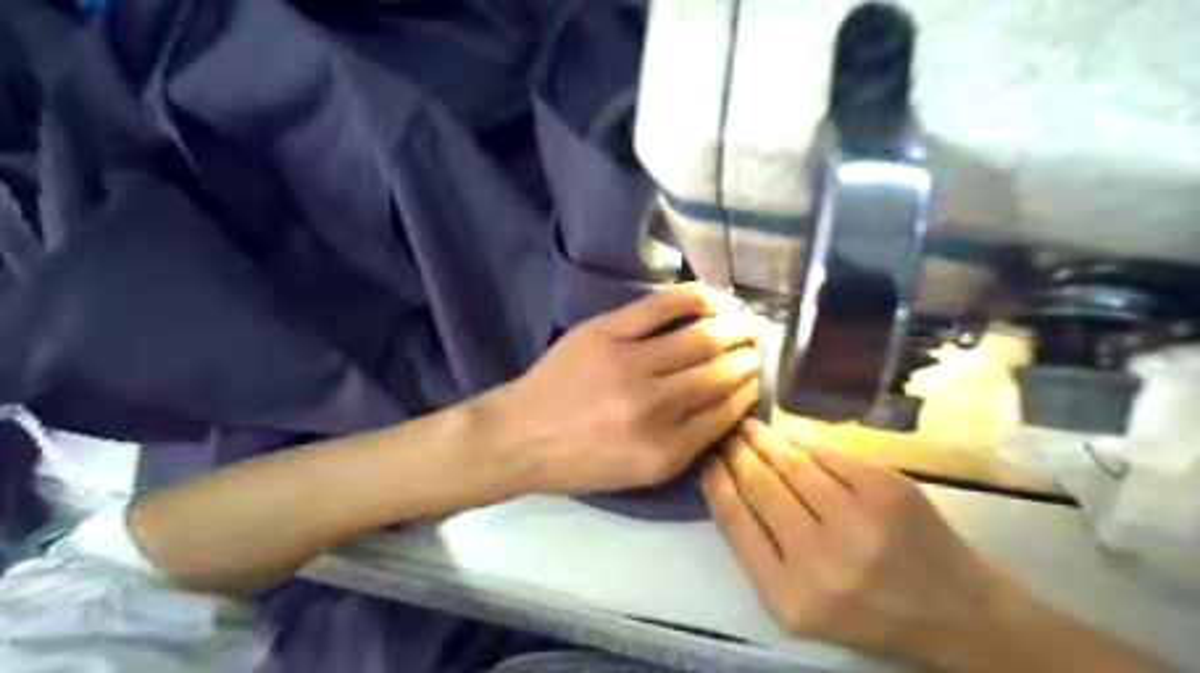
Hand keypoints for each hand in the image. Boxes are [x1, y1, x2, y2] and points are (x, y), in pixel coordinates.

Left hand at [494, 285, 758, 494]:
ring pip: (701, 339)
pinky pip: (660, 307)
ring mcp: (629, 365)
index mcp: (665, 452)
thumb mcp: (638, 474)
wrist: (517, 437)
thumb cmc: (578, 463)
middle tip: (758, 347)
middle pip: (720, 372)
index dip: (748, 390)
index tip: (756, 377)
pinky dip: (694, 297)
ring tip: (746, 322)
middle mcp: (654, 408)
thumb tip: (728, 404)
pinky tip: (714, 297)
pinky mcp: (605, 333)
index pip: (726, 412)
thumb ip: (686, 444)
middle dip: (748, 358)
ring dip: (733, 328)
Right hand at [706, 420, 1041, 661]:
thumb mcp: (798, 603)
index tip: (708, 461)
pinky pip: (829, 453)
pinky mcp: (888, 491)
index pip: (733, 519)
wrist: (956, 614)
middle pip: (759, 485)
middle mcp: (818, 559)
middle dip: (736, 454)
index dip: (716, 481)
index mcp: (787, 595)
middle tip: (728, 438)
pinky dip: (803, 440)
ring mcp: (858, 521)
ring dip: (764, 440)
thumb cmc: (867, 611)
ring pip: (791, 464)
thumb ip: (758, 549)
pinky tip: (789, 434)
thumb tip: (728, 483)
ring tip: (751, 429)